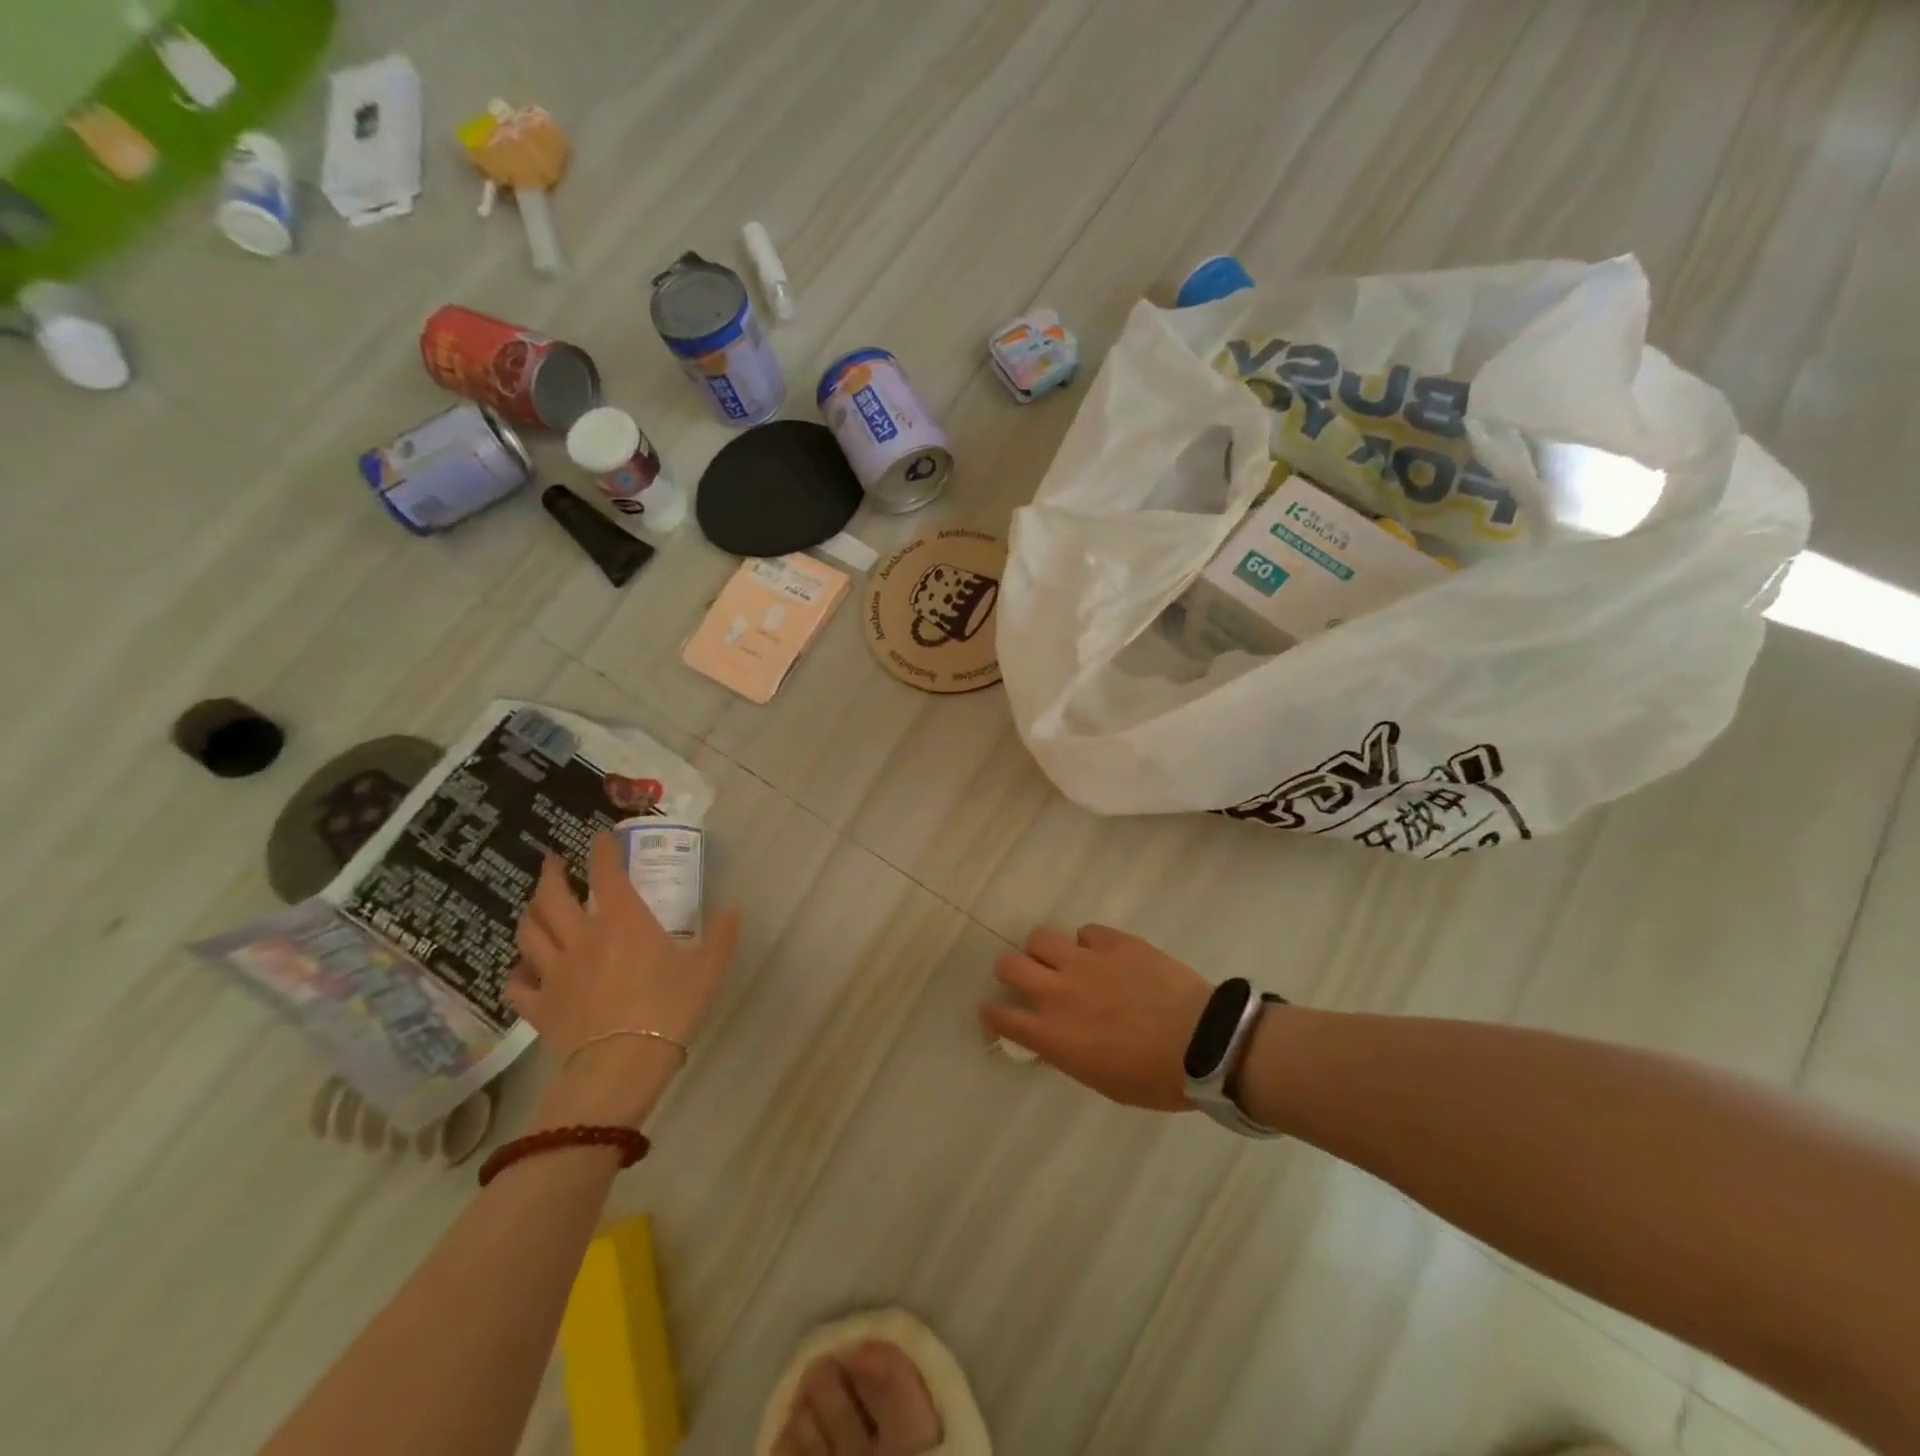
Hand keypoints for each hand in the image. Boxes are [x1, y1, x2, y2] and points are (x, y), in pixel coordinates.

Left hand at [511, 832, 739, 1127]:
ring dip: (529, 913)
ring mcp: (555, 972)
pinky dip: (517, 971)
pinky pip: (517, 984)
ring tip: (534, 906)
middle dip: (550, 873)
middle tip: (552, 861)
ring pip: (528, 933)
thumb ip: (721, 935)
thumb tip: (732, 908)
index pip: (605, 873)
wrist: (623, 1065)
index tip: (599, 836)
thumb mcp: (708, 968)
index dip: (601, 850)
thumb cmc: (669, 1009)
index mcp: (622, 921)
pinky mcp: (539, 1006)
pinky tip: (523, 969)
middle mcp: (582, 937)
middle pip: (551, 897)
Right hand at [979, 924, 1210, 1111]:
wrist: (1204, 1044)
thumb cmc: (1154, 1079)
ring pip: (1039, 938)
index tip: (992, 1010)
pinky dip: (1087, 942)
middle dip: (1010, 972)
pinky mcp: (1113, 942)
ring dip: (1044, 950)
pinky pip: (1085, 931)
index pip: (1003, 1018)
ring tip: (1061, 958)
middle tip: (1025, 978)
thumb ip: (1069, 1054)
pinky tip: (1102, 954)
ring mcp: (1085, 962)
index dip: (992, 1013)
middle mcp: (1058, 993)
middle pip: (1010, 966)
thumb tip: (1056, 1039)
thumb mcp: (1101, 1080)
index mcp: (1053, 1035)